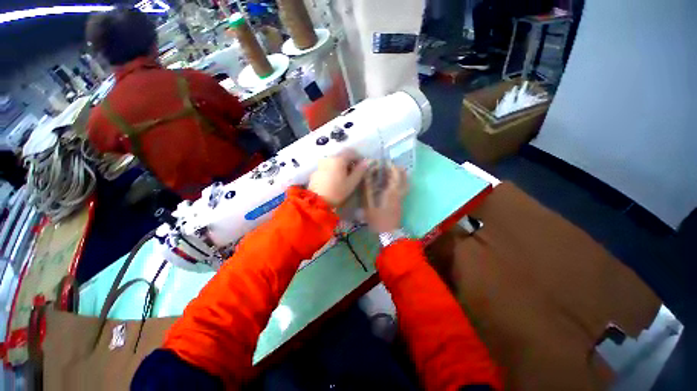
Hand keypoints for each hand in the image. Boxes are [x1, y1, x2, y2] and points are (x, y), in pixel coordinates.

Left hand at [308, 151, 368, 206]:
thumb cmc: (337, 192)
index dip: (359, 158)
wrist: (317, 201)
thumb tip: (366, 162)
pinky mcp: (317, 170)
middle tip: (355, 171)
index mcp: (339, 159)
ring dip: (342, 164)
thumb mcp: (351, 183)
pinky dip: (334, 168)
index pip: (352, 152)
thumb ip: (360, 171)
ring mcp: (322, 163)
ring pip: (335, 159)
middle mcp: (329, 157)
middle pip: (342, 155)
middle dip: (350, 160)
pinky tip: (336, 178)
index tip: (363, 166)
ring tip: (346, 175)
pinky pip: (328, 165)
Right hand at [363, 164, 407, 232]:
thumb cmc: (377, 219)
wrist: (388, 233)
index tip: (383, 162)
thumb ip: (367, 189)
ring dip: (399, 174)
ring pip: (405, 182)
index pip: (395, 174)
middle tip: (387, 166)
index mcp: (392, 191)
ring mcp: (401, 197)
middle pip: (403, 176)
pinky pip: (403, 187)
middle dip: (396, 168)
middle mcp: (399, 192)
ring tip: (389, 172)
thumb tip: (366, 176)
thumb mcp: (368, 204)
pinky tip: (390, 183)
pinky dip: (399, 181)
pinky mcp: (401, 201)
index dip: (390, 166)